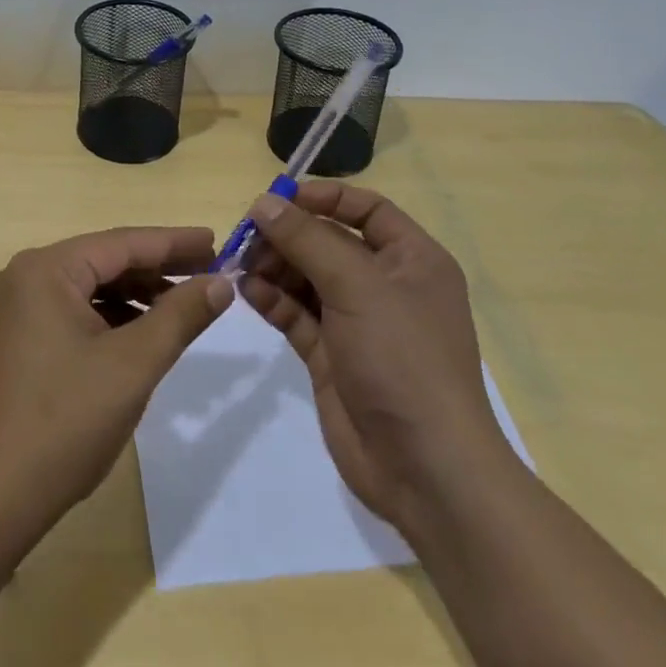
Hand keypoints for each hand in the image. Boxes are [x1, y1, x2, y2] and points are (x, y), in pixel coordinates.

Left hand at [0, 227, 231, 546]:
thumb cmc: (62, 424)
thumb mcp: (131, 366)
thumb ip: (179, 317)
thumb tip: (221, 283)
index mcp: (45, 270)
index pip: (122, 243)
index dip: (174, 242)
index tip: (217, 241)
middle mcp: (24, 278)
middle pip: (104, 262)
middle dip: (156, 269)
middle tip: (209, 272)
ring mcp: (15, 310)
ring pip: (88, 289)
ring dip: (135, 296)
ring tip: (182, 305)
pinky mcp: (15, 341)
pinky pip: (71, 314)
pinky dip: (108, 319)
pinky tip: (140, 334)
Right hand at [239, 182, 510, 524]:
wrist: (424, 468)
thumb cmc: (403, 359)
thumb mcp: (357, 287)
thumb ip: (307, 240)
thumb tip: (264, 203)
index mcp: (412, 261)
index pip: (366, 209)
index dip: (324, 197)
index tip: (278, 197)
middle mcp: (386, 286)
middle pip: (328, 242)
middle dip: (288, 236)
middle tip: (247, 236)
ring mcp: (357, 322)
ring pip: (307, 278)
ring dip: (274, 266)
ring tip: (241, 264)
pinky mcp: (331, 355)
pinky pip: (296, 314)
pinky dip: (272, 300)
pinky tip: (245, 291)